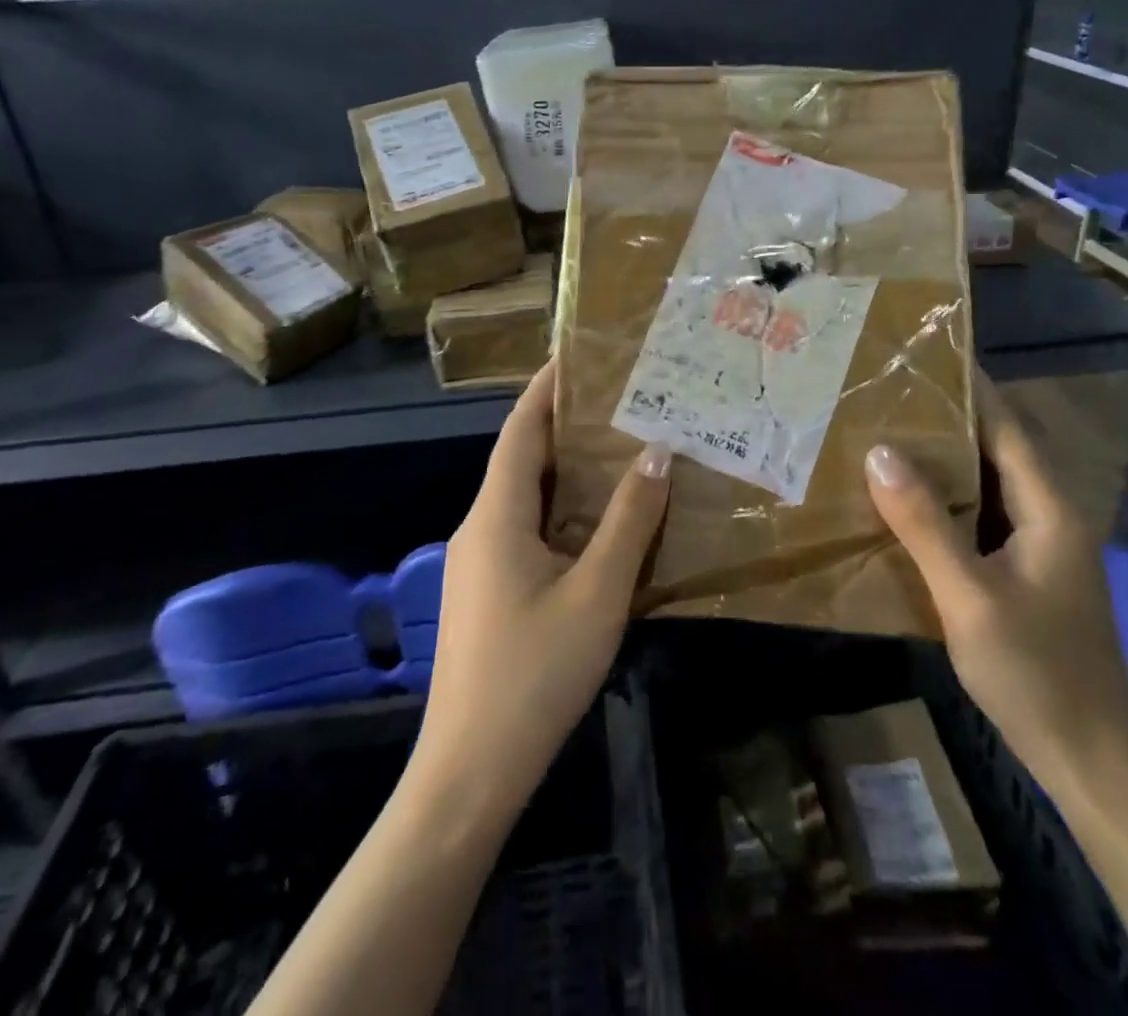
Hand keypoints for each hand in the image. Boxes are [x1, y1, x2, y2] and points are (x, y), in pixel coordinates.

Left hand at [416, 360, 671, 814]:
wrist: (470, 773)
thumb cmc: (534, 674)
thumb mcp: (596, 593)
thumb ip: (628, 521)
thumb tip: (657, 453)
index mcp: (496, 516)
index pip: (520, 430)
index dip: (546, 388)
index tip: (579, 355)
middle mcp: (480, 528)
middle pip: (522, 459)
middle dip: (565, 425)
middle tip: (620, 400)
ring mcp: (479, 563)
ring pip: (526, 498)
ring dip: (566, 471)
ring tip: (620, 448)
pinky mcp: (488, 593)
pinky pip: (526, 530)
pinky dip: (562, 511)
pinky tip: (601, 522)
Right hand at [864, 373, 1127, 805]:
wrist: (1090, 763)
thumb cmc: (1035, 674)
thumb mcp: (969, 597)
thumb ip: (925, 523)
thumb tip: (880, 452)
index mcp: (1050, 510)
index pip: (1008, 427)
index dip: (971, 388)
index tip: (923, 355)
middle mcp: (1051, 517)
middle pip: (998, 450)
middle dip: (947, 419)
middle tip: (887, 394)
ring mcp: (1041, 548)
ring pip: (989, 485)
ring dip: (944, 461)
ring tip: (886, 434)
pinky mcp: (1027, 574)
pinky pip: (983, 519)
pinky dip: (947, 502)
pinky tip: (906, 503)